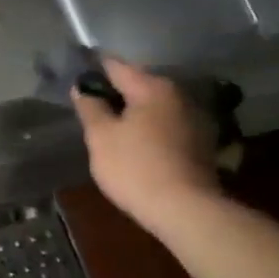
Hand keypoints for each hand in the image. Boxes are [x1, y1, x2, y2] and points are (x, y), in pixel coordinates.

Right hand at [71, 58, 221, 229]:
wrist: (186, 211)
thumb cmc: (135, 168)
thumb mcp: (100, 137)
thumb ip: (90, 107)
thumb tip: (82, 88)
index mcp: (152, 87)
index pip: (115, 66)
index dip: (92, 70)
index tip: (76, 79)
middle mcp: (178, 95)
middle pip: (138, 84)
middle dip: (115, 93)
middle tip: (91, 109)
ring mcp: (194, 118)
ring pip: (154, 106)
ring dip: (134, 112)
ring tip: (112, 128)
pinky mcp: (202, 143)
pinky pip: (167, 125)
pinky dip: (150, 128)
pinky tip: (137, 145)